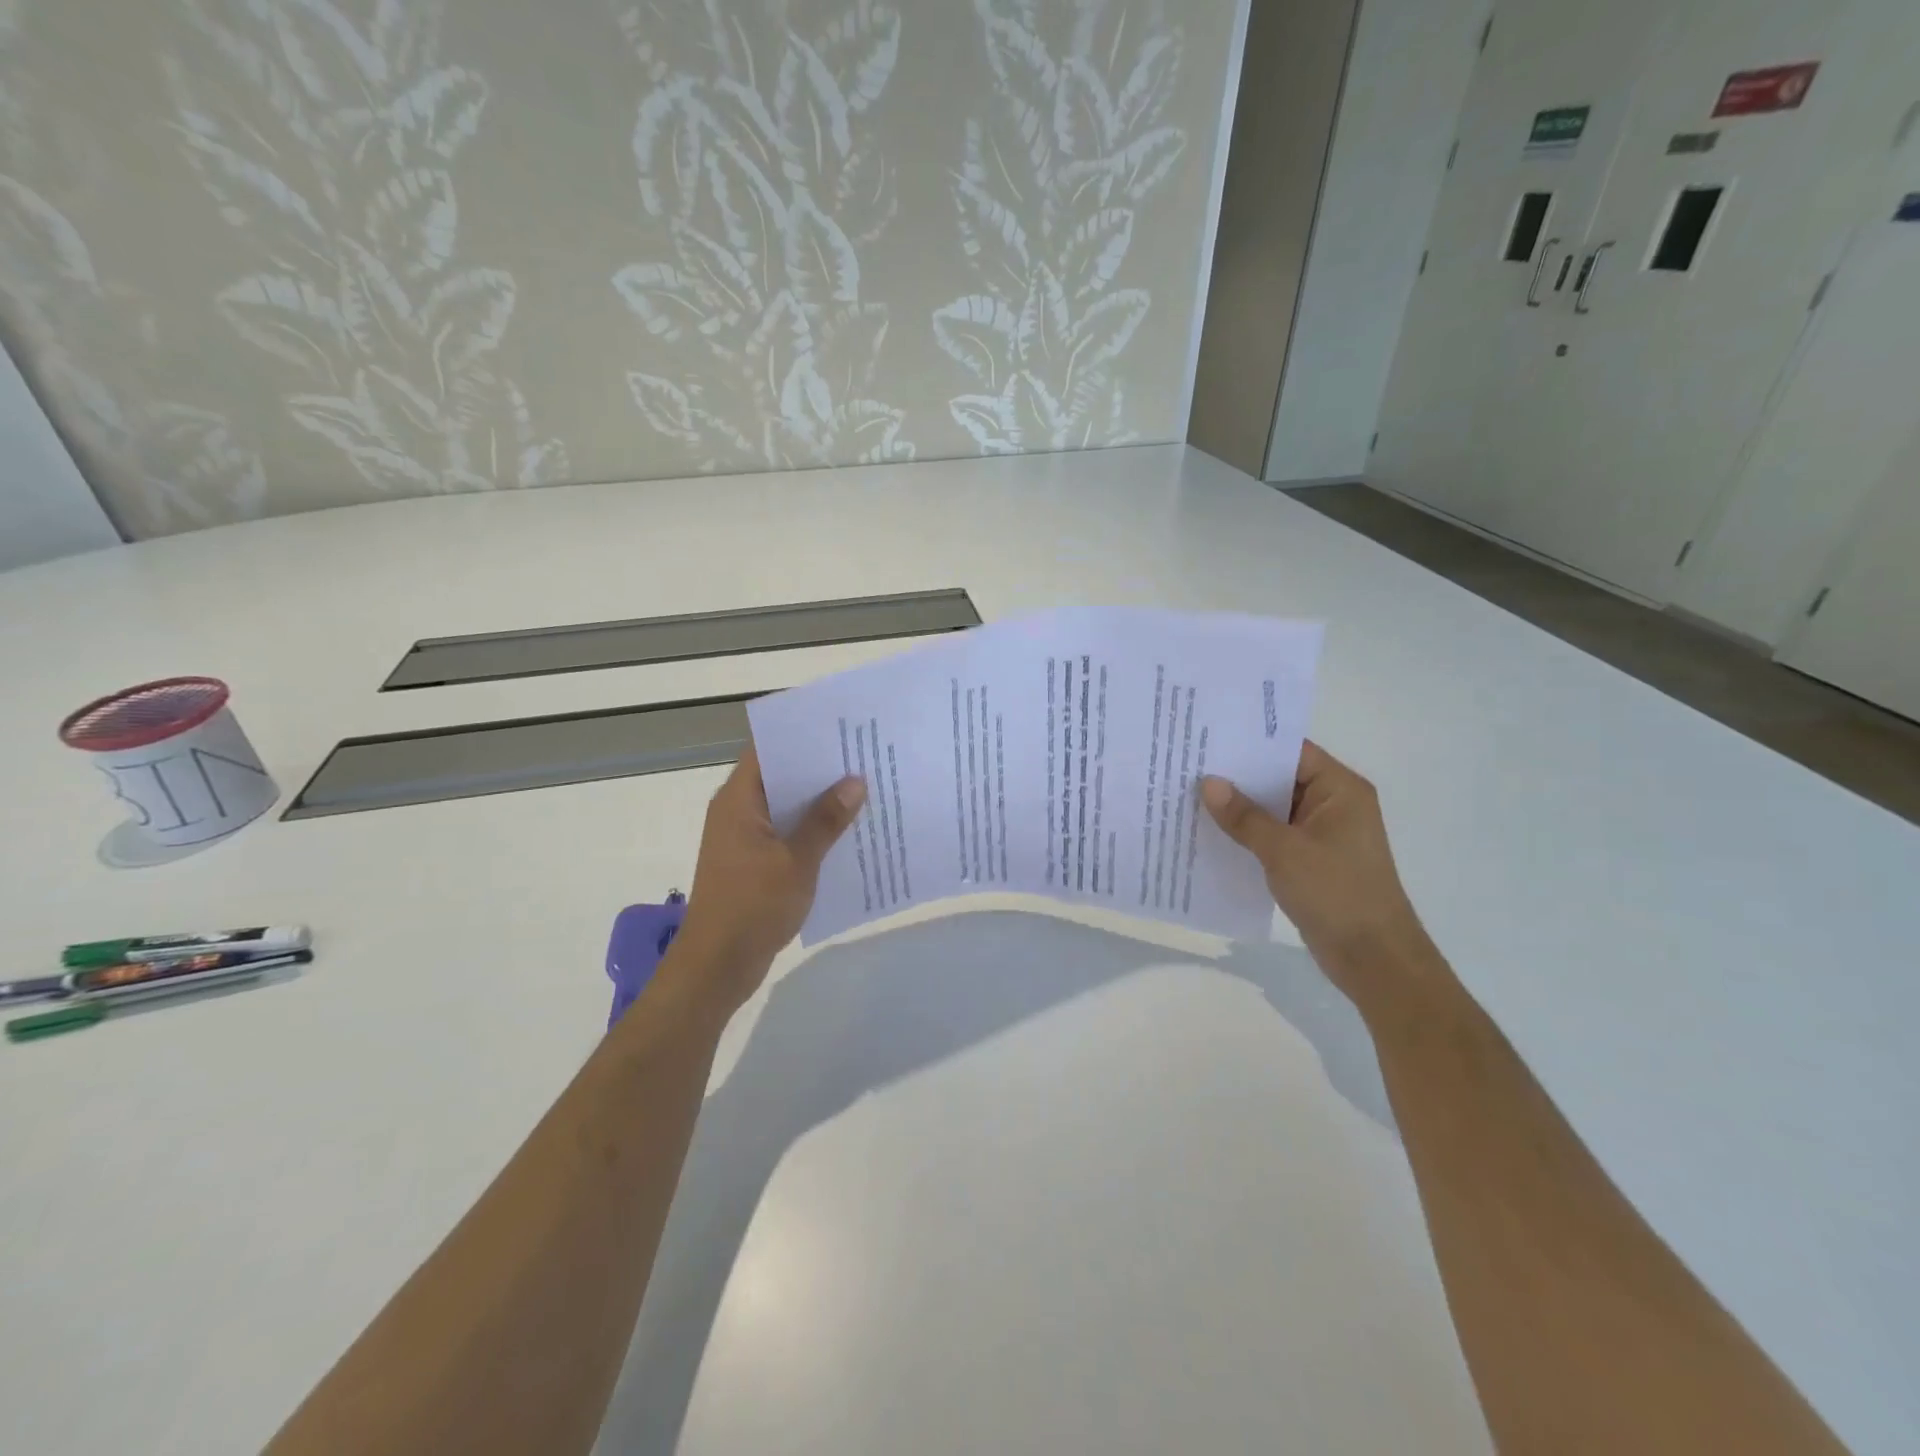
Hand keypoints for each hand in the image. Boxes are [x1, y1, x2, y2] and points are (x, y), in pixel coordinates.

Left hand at [667, 746, 865, 1014]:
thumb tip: (855, 782)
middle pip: (781, 777)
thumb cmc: (752, 906)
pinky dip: (813, 832)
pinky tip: (849, 834)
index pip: (768, 749)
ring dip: (820, 803)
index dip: (802, 735)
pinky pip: (788, 836)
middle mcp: (738, 812)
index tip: (841, 727)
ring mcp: (745, 840)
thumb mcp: (797, 860)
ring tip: (866, 790)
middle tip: (865, 757)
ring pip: (787, 809)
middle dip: (820, 769)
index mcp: (738, 801)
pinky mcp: (755, 864)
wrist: (717, 966)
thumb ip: (826, 820)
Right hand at [1200, 742, 1437, 1005]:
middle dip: (1237, 776)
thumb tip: (1208, 783)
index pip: (1290, 751)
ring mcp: (1322, 834)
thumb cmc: (1336, 893)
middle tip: (1189, 765)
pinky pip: (1273, 836)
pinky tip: (1211, 833)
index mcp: (1339, 789)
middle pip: (1279, 778)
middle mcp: (1333, 804)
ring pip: (1273, 809)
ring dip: (1239, 807)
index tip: (1208, 738)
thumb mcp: (1284, 850)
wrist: (1374, 959)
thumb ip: (1244, 816)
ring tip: (1190, 795)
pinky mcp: (1311, 860)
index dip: (1250, 743)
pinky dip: (1247, 834)